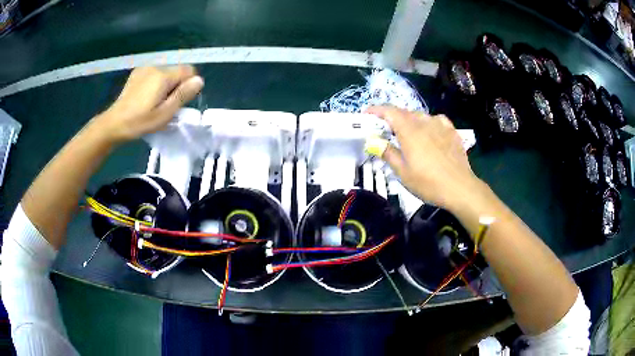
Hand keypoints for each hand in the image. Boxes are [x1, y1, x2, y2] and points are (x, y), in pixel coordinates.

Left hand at [93, 65, 203, 142]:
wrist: (114, 123)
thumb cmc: (140, 122)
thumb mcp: (164, 114)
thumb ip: (183, 95)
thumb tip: (200, 80)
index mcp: (163, 76)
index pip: (189, 70)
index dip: (189, 85)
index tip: (179, 101)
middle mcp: (156, 67)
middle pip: (177, 71)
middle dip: (176, 86)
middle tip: (165, 105)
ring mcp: (145, 68)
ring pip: (165, 72)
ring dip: (165, 85)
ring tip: (153, 102)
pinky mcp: (137, 72)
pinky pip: (154, 74)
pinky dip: (155, 83)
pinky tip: (145, 96)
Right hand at [366, 106, 485, 210]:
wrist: (460, 187)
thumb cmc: (428, 183)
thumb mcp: (403, 172)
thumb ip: (388, 153)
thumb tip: (373, 142)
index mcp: (409, 130)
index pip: (389, 111)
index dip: (376, 110)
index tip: (367, 114)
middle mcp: (424, 122)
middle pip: (404, 113)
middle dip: (392, 118)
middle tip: (386, 131)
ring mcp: (440, 125)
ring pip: (420, 116)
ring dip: (410, 121)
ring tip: (408, 134)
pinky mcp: (451, 131)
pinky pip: (436, 120)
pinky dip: (428, 123)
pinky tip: (430, 132)